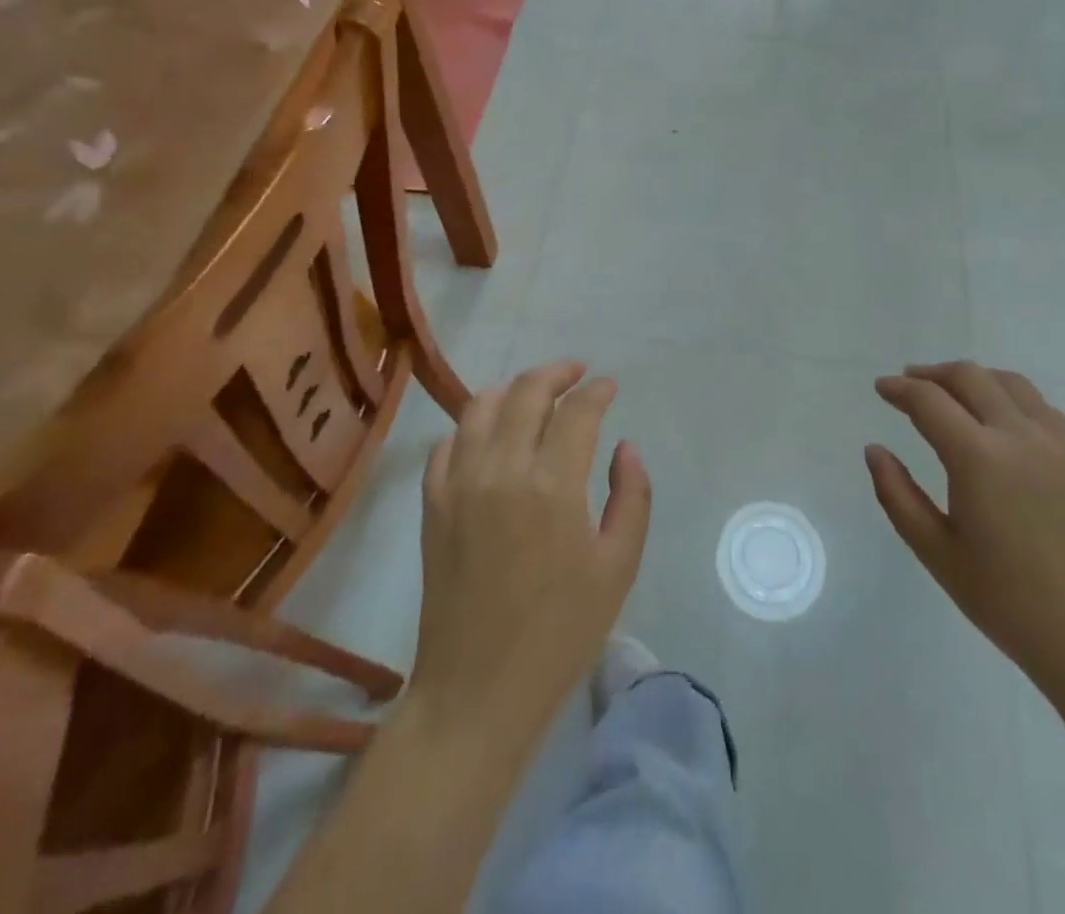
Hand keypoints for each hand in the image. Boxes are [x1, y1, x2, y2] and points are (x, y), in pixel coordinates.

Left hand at [409, 361, 651, 738]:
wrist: (478, 691)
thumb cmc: (561, 632)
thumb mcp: (618, 566)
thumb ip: (631, 496)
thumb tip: (625, 447)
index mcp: (553, 484)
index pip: (577, 411)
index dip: (598, 391)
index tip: (610, 386)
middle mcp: (502, 469)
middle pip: (527, 392)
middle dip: (558, 373)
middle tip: (578, 374)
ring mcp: (459, 483)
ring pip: (481, 406)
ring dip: (514, 389)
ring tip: (536, 393)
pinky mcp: (432, 504)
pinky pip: (448, 443)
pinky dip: (472, 425)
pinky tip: (490, 434)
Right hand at [867, 362, 1064, 686]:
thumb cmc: (1007, 601)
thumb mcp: (936, 551)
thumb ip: (897, 494)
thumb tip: (874, 450)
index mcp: (979, 458)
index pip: (929, 401)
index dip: (900, 389)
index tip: (881, 388)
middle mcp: (1020, 435)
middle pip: (970, 377)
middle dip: (933, 374)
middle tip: (909, 384)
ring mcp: (1059, 442)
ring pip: (1009, 383)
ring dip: (973, 379)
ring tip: (952, 393)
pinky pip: (1041, 407)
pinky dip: (1010, 398)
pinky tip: (1000, 421)